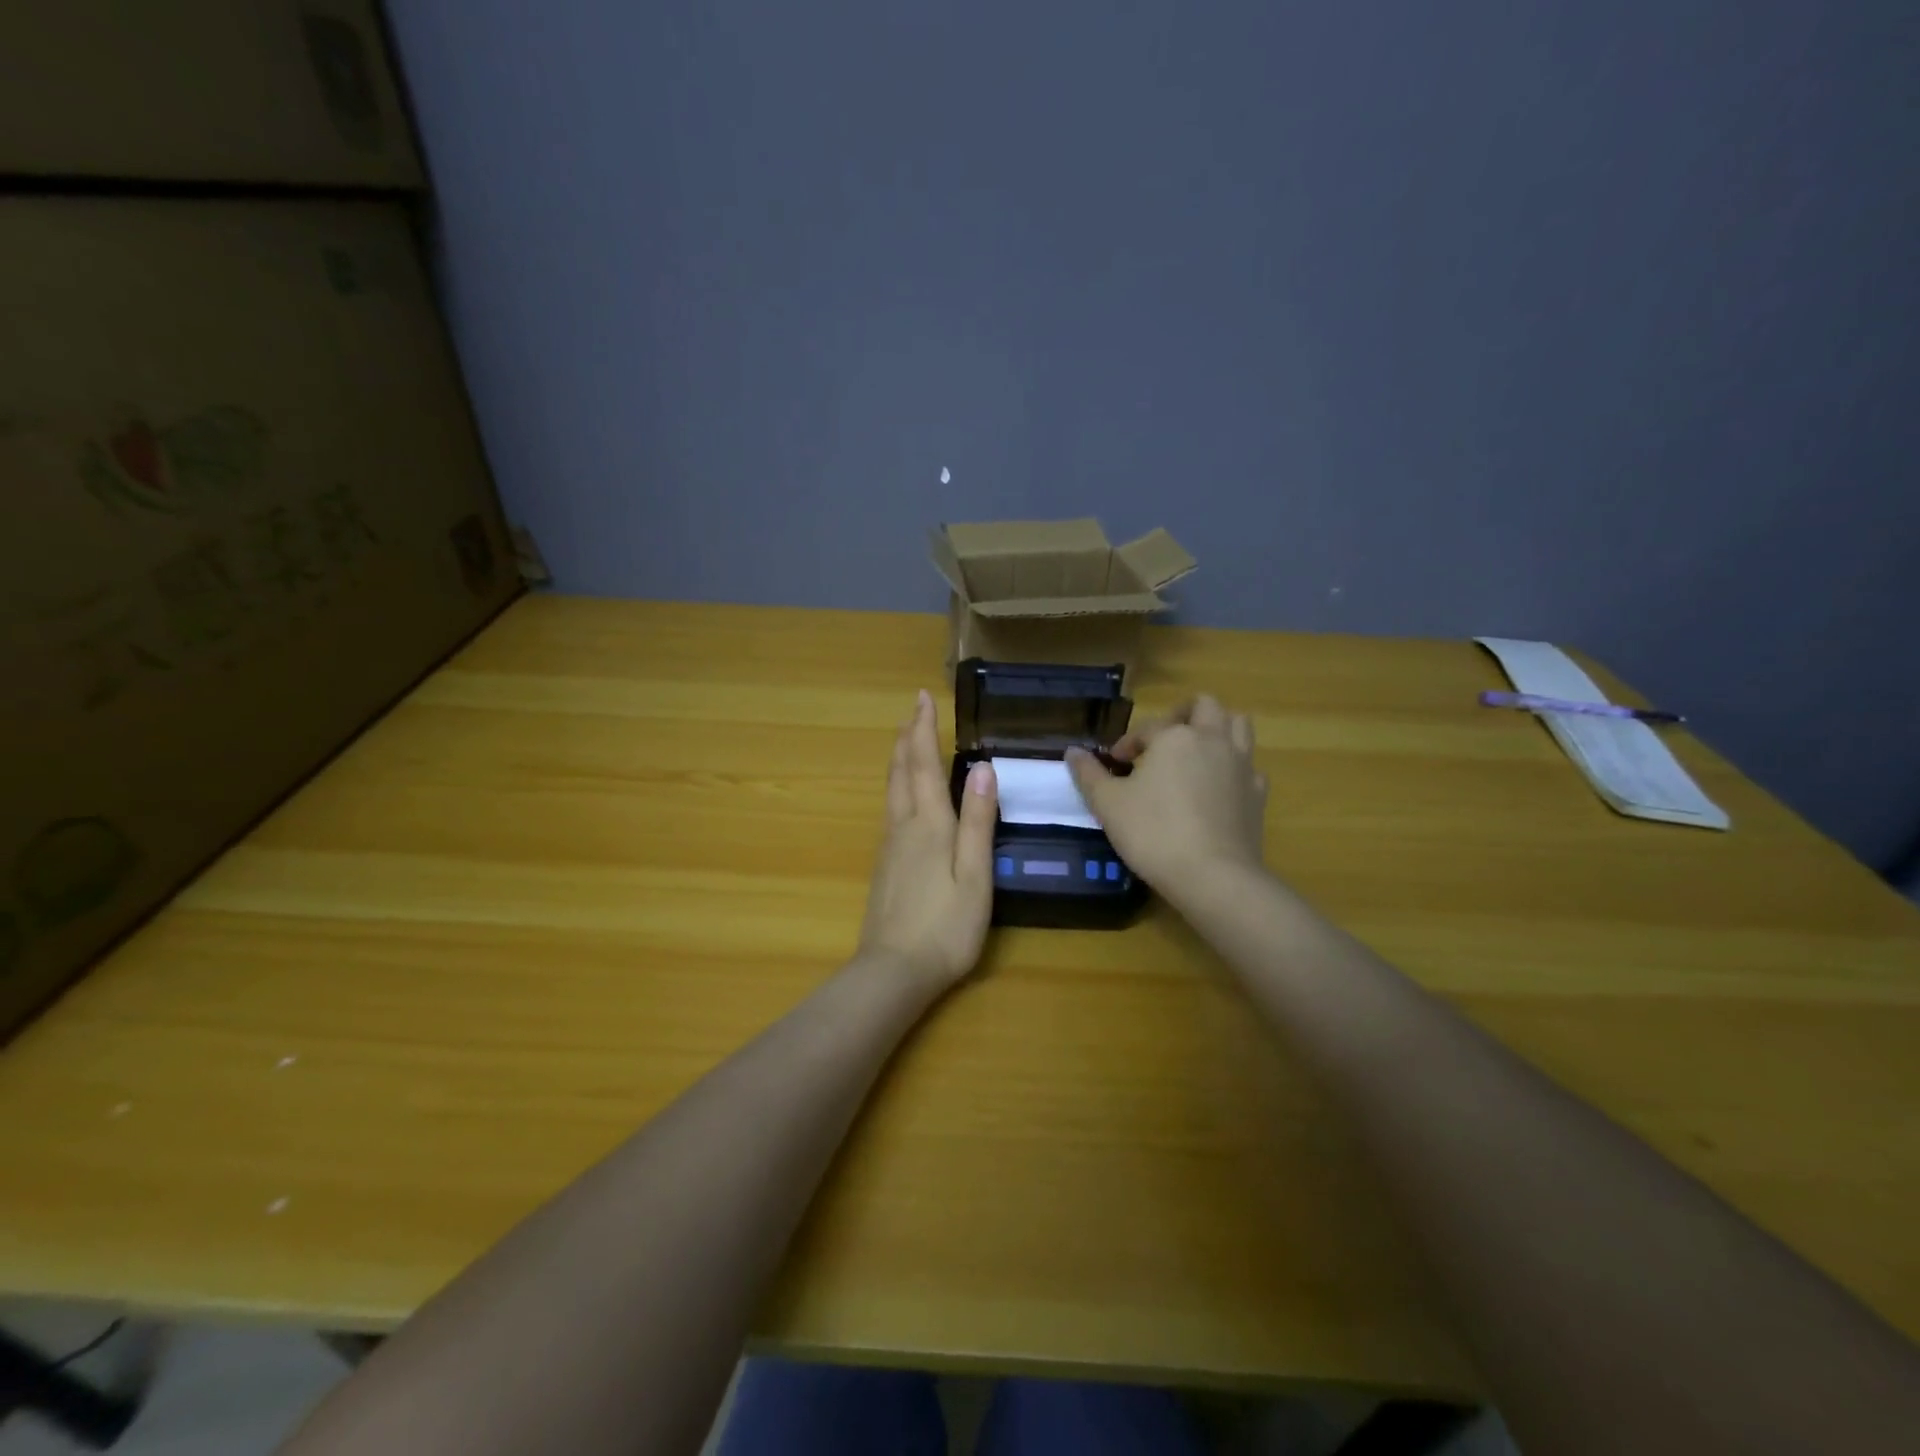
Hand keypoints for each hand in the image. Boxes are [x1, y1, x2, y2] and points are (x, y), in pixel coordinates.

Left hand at [858, 690, 998, 989]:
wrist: (893, 971)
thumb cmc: (945, 926)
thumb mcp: (975, 875)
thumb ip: (978, 821)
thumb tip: (982, 768)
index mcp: (929, 824)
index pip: (925, 764)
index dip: (924, 729)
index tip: (922, 697)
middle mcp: (903, 826)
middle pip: (901, 772)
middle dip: (908, 737)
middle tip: (913, 710)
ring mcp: (889, 846)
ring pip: (891, 790)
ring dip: (900, 759)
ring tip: (907, 740)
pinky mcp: (884, 865)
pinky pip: (890, 809)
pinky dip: (898, 785)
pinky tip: (903, 794)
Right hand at [1065, 694, 1268, 900]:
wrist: (1213, 876)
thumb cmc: (1153, 833)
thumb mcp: (1107, 804)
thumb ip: (1088, 774)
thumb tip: (1072, 752)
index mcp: (1175, 737)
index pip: (1147, 727)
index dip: (1127, 744)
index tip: (1115, 765)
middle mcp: (1213, 740)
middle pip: (1205, 707)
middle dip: (1181, 717)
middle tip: (1161, 743)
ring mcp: (1242, 765)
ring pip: (1238, 726)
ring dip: (1216, 730)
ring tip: (1194, 753)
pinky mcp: (1258, 793)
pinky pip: (1249, 766)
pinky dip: (1233, 768)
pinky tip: (1217, 789)